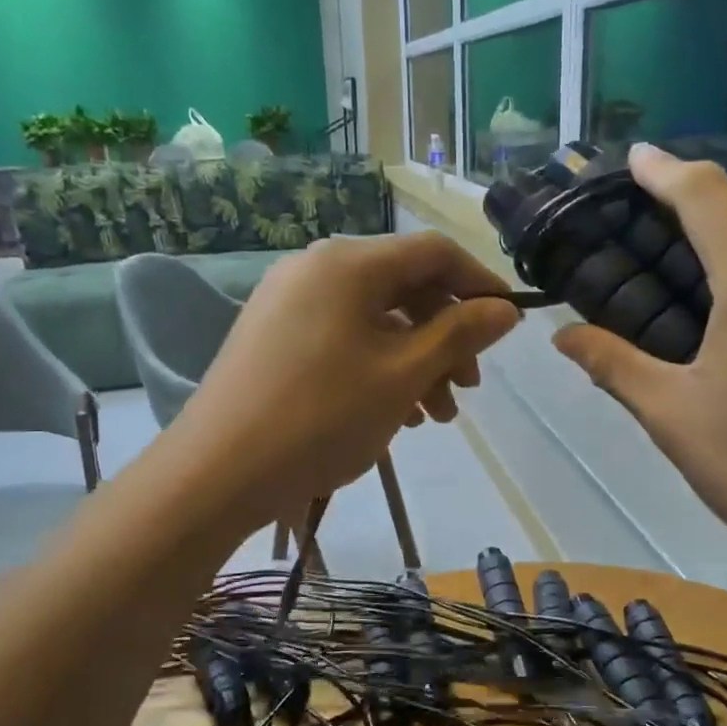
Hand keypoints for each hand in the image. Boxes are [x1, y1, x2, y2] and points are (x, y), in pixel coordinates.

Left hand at [171, 233, 520, 528]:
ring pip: (375, 318)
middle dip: (447, 336)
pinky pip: (343, 337)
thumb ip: (460, 334)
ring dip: (416, 360)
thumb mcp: (403, 375)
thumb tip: (506, 308)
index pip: (435, 252)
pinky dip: (378, 366)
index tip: (509, 326)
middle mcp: (316, 267)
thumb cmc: (321, 418)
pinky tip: (394, 412)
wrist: (217, 473)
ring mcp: (288, 301)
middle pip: (405, 287)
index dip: (480, 283)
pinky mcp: (273, 335)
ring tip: (435, 416)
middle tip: (468, 390)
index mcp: (349, 263)